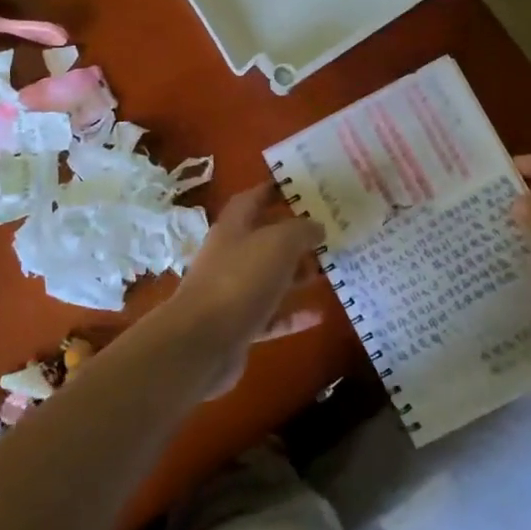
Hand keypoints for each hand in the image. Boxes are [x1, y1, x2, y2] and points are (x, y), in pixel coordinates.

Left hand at [152, 184, 325, 397]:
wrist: (202, 343)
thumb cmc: (240, 281)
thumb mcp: (278, 244)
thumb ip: (301, 230)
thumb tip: (316, 225)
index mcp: (233, 228)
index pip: (252, 199)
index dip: (273, 189)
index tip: (302, 186)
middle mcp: (230, 256)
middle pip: (264, 239)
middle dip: (294, 236)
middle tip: (328, 233)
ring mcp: (232, 292)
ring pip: (269, 277)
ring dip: (296, 274)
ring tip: (328, 270)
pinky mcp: (238, 326)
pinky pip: (271, 315)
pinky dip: (292, 314)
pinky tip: (318, 314)